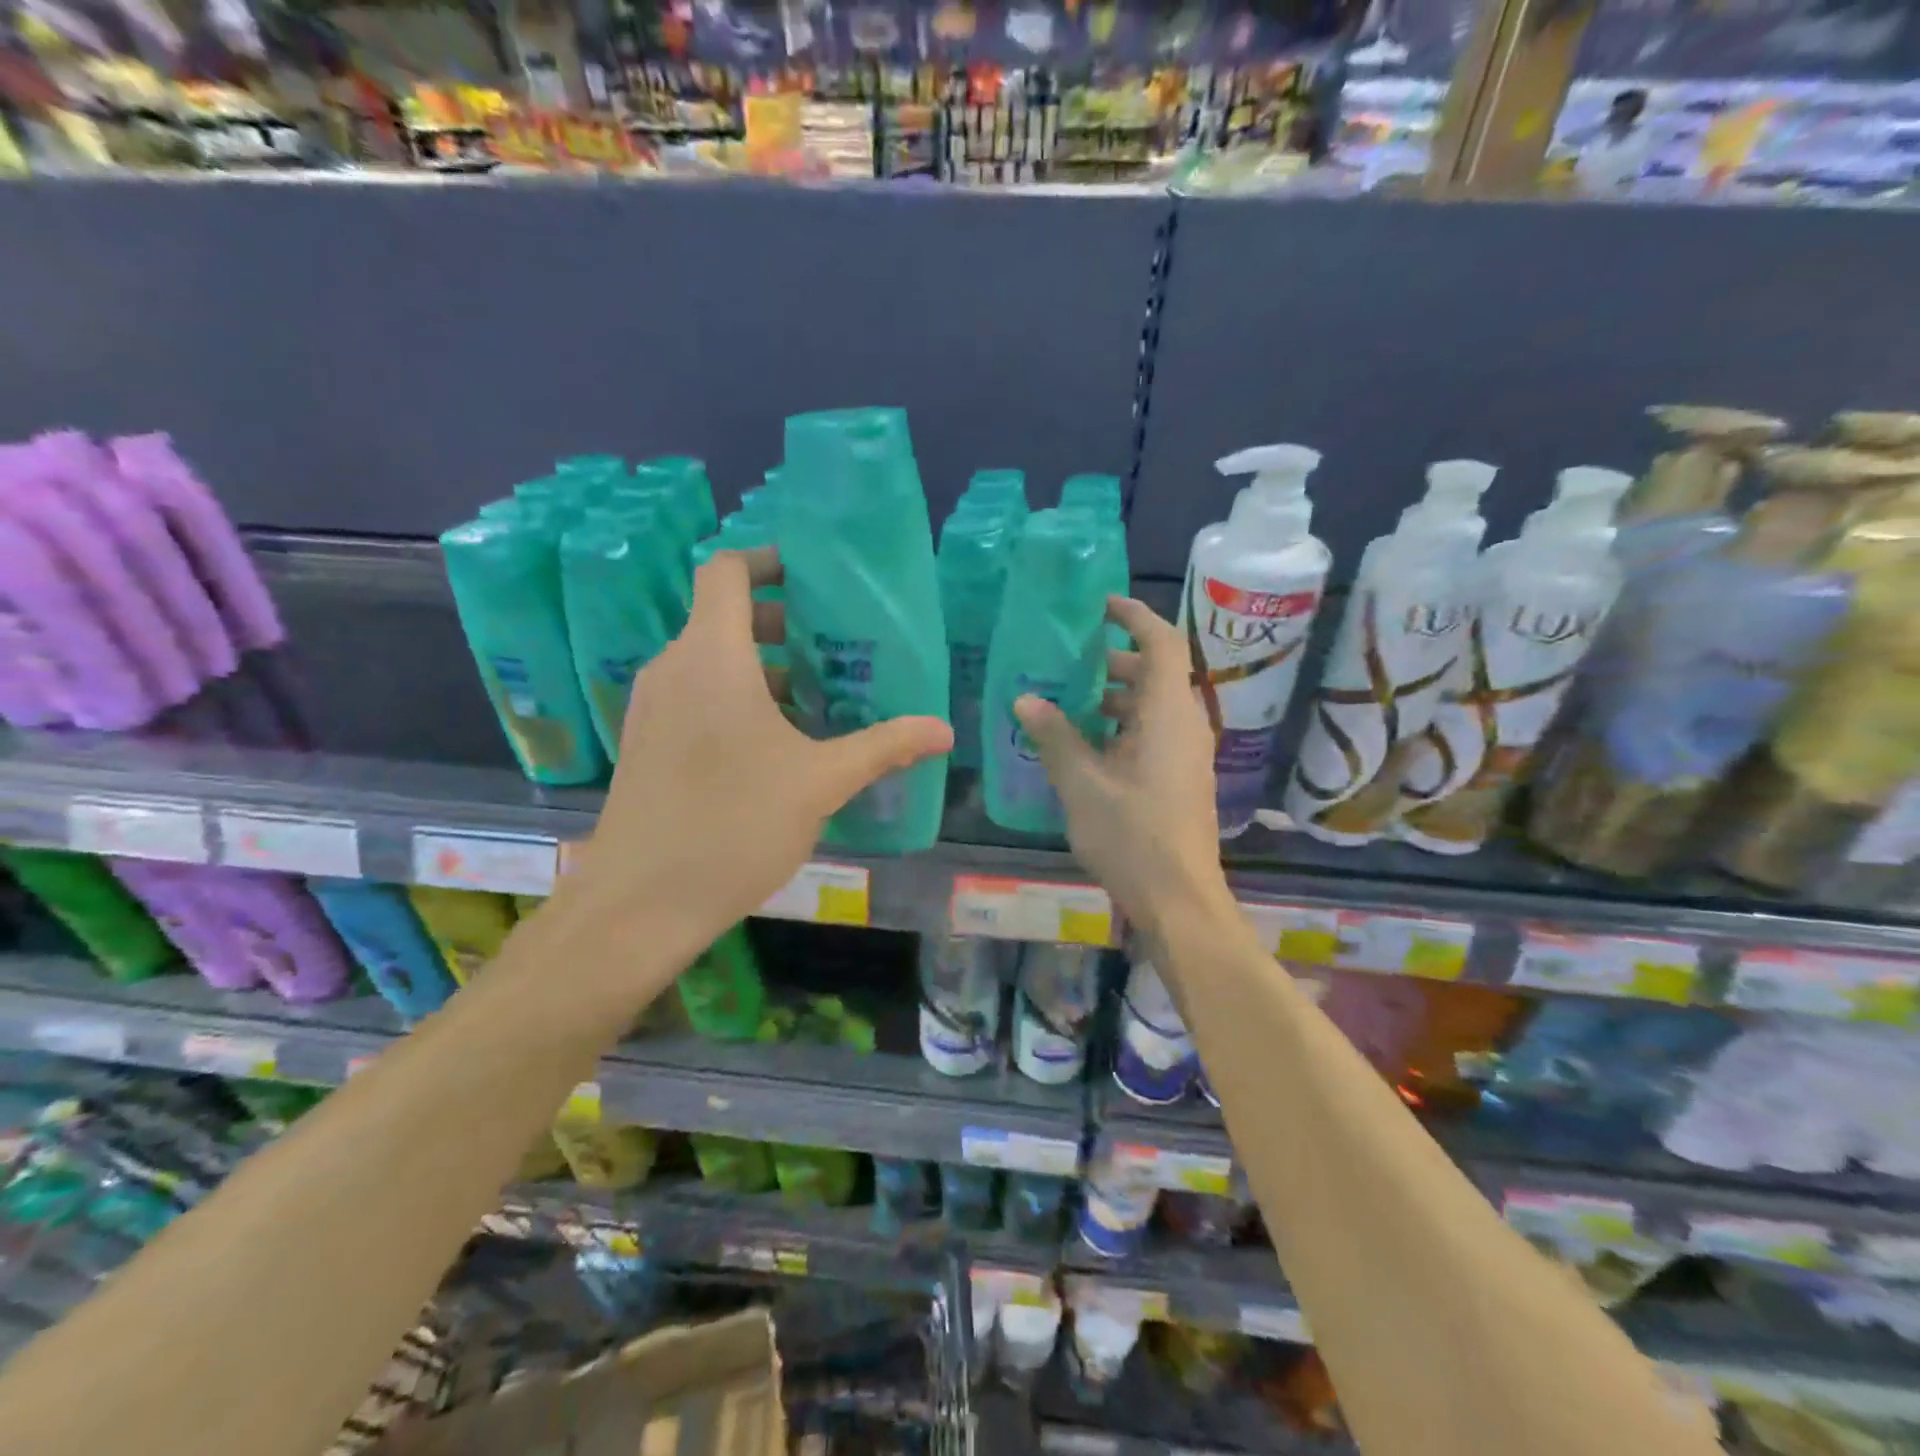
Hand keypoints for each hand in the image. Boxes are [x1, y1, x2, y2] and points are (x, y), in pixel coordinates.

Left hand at [571, 548, 951, 947]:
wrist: (640, 902)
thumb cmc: (733, 825)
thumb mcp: (820, 783)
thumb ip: (883, 748)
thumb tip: (943, 730)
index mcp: (712, 657)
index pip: (727, 572)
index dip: (768, 561)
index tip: (812, 580)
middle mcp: (673, 668)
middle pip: (724, 615)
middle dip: (780, 623)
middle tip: (833, 648)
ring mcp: (652, 706)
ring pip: (710, 659)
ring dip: (761, 667)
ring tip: (815, 698)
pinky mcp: (645, 741)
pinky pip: (694, 694)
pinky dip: (734, 697)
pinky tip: (774, 744)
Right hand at [1014, 596, 1229, 936]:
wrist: (1179, 899)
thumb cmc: (1132, 835)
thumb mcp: (1082, 783)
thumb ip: (1054, 737)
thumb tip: (1025, 699)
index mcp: (1167, 713)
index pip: (1161, 642)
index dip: (1133, 615)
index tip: (1099, 606)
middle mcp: (1185, 724)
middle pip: (1156, 672)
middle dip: (1114, 661)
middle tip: (1068, 662)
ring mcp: (1187, 753)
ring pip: (1153, 705)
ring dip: (1115, 697)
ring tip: (1068, 704)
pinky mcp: (1181, 777)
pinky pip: (1154, 733)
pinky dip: (1123, 725)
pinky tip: (1086, 747)